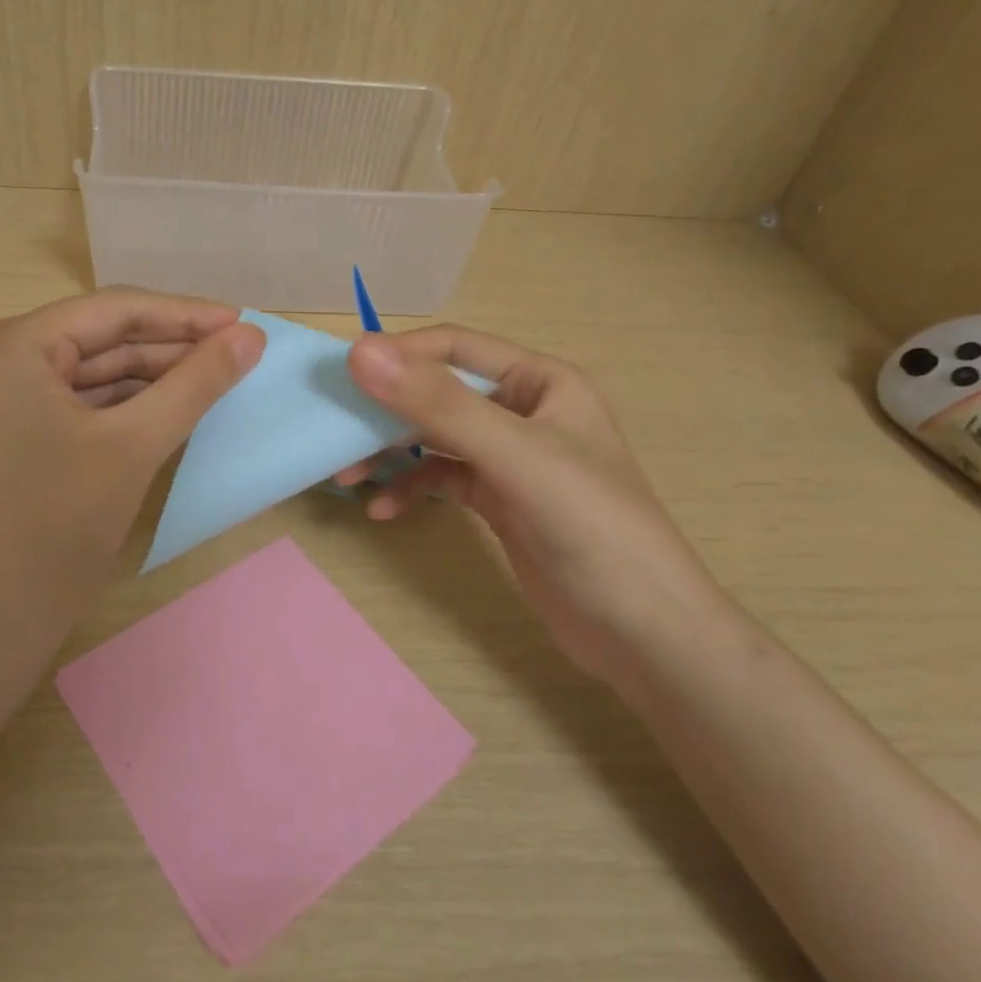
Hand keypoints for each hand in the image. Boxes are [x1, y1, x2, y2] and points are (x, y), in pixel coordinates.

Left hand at [0, 289, 263, 672]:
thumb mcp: (135, 445)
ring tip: (216, 380)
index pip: (115, 310)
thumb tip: (251, 335)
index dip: (186, 314)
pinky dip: (124, 407)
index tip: (244, 322)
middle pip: (102, 339)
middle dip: (172, 348)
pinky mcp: (8, 434)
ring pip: (92, 374)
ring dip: (153, 378)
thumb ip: (196, 383)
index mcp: (12, 345)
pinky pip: (77, 404)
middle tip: (239, 354)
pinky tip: (171, 409)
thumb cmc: (56, 525)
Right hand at [342, 326, 730, 689]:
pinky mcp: (500, 501)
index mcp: (540, 382)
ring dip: (392, 454)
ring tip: (349, 478)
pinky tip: (386, 512)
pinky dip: (413, 490)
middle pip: (439, 395)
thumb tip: (361, 351)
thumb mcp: (515, 457)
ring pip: (435, 439)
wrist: (645, 633)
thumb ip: (439, 404)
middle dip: (387, 414)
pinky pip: (443, 481)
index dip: (399, 356)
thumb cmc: (592, 528)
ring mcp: (511, 459)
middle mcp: (523, 411)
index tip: (343, 379)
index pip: (456, 348)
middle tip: (336, 435)